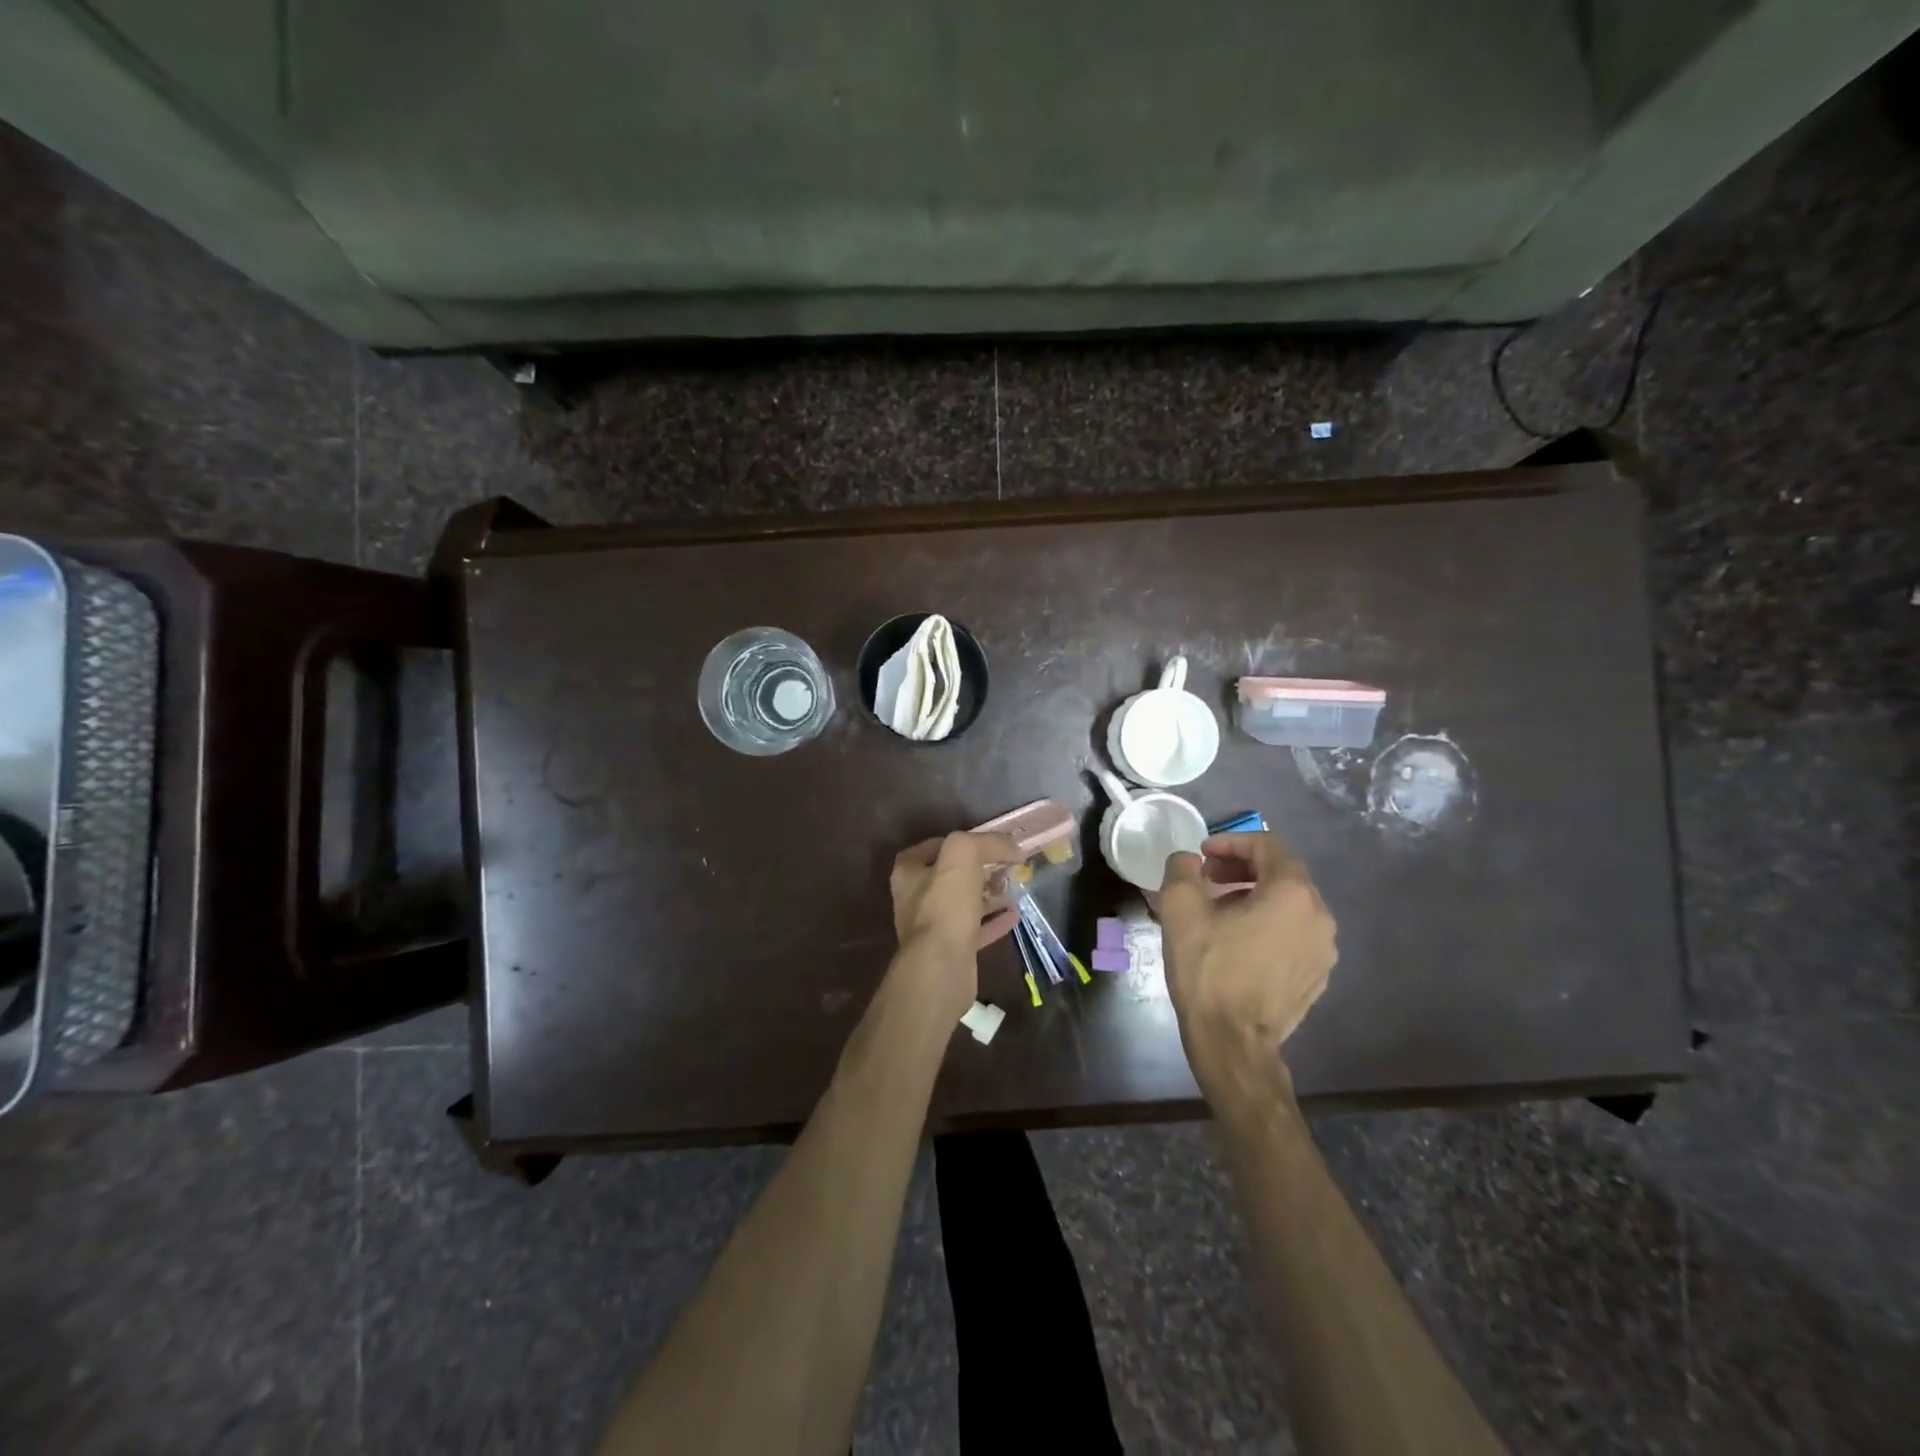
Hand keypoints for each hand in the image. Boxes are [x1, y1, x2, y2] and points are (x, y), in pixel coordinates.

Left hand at [888, 832, 1022, 1020]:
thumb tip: (1009, 846)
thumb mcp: (962, 856)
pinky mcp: (951, 950)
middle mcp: (915, 899)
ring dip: (987, 895)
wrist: (941, 968)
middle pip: (949, 877)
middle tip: (1003, 864)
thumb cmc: (944, 906)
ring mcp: (932, 927)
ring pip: (963, 904)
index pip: (930, 848)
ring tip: (1012, 886)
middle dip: (977, 869)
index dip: (956, 841)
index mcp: (908, 874)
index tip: (982, 842)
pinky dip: (994, 921)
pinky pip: (975, 929)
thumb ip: (984, 842)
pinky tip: (1014, 914)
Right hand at [1158, 832, 1337, 1091]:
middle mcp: (1319, 915)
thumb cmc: (1208, 970)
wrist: (1233, 1042)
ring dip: (1254, 894)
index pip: (1267, 845)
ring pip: (1289, 903)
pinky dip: (1269, 923)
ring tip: (1219, 909)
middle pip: (1282, 872)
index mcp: (1291, 892)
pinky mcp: (1318, 974)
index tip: (1202, 854)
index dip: (1231, 841)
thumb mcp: (1180, 910)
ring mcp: (1324, 948)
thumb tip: (1189, 860)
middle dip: (1242, 866)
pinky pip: (1295, 932)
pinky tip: (1238, 941)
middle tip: (1207, 878)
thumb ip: (1182, 869)